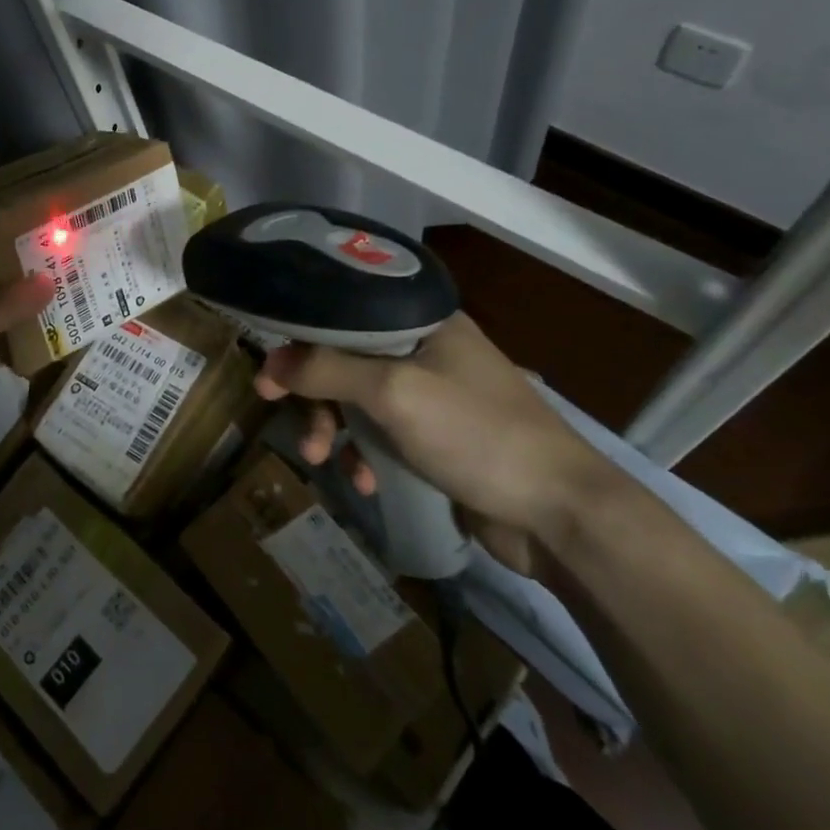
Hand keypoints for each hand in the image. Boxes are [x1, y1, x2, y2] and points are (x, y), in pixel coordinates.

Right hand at [254, 313, 610, 574]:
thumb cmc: (478, 435)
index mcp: (422, 321)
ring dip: (334, 430)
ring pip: (358, 400)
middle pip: (345, 360)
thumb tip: (270, 362)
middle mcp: (425, 349)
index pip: (343, 314)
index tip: (269, 375)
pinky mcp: (436, 437)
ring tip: (325, 461)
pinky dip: (365, 455)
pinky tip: (366, 483)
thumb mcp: (394, 393)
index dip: (300, 340)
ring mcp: (432, 395)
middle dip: (314, 396)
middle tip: (289, 424)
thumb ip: (328, 370)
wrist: (561, 515)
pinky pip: (381, 434)